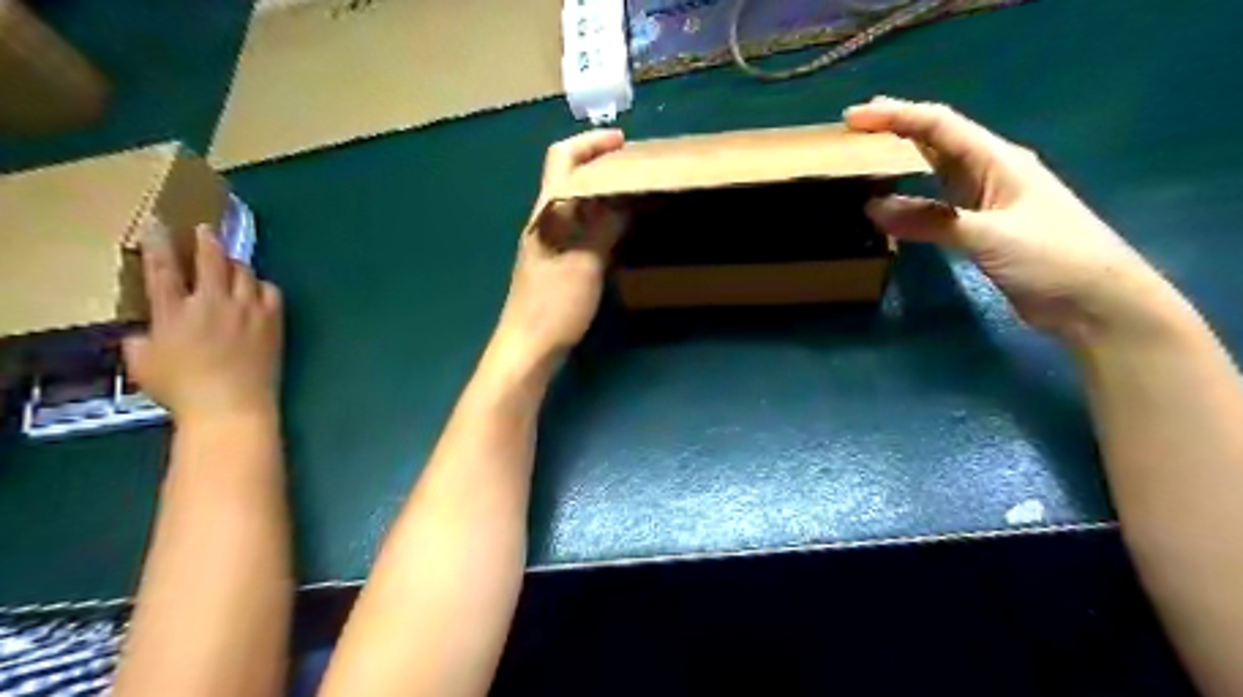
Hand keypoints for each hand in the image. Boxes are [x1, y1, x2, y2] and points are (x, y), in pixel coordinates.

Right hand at [122, 226, 282, 421]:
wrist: (232, 405)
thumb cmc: (182, 390)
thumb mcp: (143, 364)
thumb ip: (140, 341)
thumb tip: (143, 332)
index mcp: (174, 311)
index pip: (163, 269)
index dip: (158, 243)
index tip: (157, 225)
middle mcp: (212, 303)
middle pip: (211, 260)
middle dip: (206, 241)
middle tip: (205, 230)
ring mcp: (247, 310)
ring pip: (244, 272)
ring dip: (235, 263)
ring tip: (230, 261)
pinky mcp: (273, 321)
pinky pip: (271, 291)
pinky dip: (262, 286)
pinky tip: (257, 289)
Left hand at [494, 130, 626, 368]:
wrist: (527, 348)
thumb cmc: (553, 305)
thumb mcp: (585, 264)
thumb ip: (604, 229)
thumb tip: (624, 200)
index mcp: (547, 213)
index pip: (562, 159)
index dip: (590, 143)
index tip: (622, 142)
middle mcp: (544, 222)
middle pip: (569, 178)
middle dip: (600, 166)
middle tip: (636, 169)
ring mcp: (548, 244)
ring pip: (575, 205)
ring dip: (601, 194)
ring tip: (633, 194)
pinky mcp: (555, 264)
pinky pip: (579, 229)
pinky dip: (599, 220)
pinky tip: (618, 230)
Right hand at [845, 94, 1183, 345]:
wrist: (1095, 303)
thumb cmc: (1054, 259)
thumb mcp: (990, 236)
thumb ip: (931, 220)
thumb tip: (873, 206)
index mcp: (998, 161)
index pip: (940, 126)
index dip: (896, 116)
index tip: (854, 118)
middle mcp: (991, 173)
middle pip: (938, 140)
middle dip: (897, 128)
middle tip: (853, 129)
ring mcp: (986, 201)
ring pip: (937, 169)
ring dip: (903, 159)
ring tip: (867, 156)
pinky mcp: (981, 228)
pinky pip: (938, 203)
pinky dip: (912, 198)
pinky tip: (894, 201)